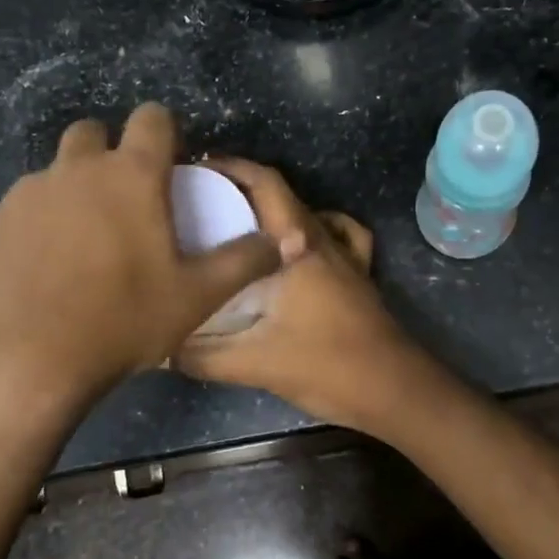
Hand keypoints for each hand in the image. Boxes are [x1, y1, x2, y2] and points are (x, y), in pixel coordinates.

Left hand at [0, 104, 280, 407]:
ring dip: (75, 189)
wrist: (19, 358)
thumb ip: (243, 262)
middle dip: (111, 152)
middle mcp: (76, 169)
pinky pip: (26, 207)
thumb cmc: (120, 320)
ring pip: (56, 171)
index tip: (172, 163)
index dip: (166, 131)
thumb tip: (281, 242)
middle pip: (93, 133)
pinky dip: (42, 222)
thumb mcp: (196, 297)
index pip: (152, 118)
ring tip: (87, 244)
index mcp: (130, 175)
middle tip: (127, 201)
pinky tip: (48, 269)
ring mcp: (28, 193)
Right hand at [175, 159, 434, 431]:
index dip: (232, 168)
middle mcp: (324, 241)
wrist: (394, 390)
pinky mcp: (359, 277)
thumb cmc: (327, 366)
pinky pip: (340, 237)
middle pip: (284, 195)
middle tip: (203, 201)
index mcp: (298, 247)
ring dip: (276, 211)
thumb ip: (203, 356)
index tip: (196, 170)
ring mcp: (348, 258)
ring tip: (242, 225)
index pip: (266, 186)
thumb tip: (163, 348)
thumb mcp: (255, 364)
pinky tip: (298, 249)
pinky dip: (317, 230)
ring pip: (309, 215)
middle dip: (243, 188)